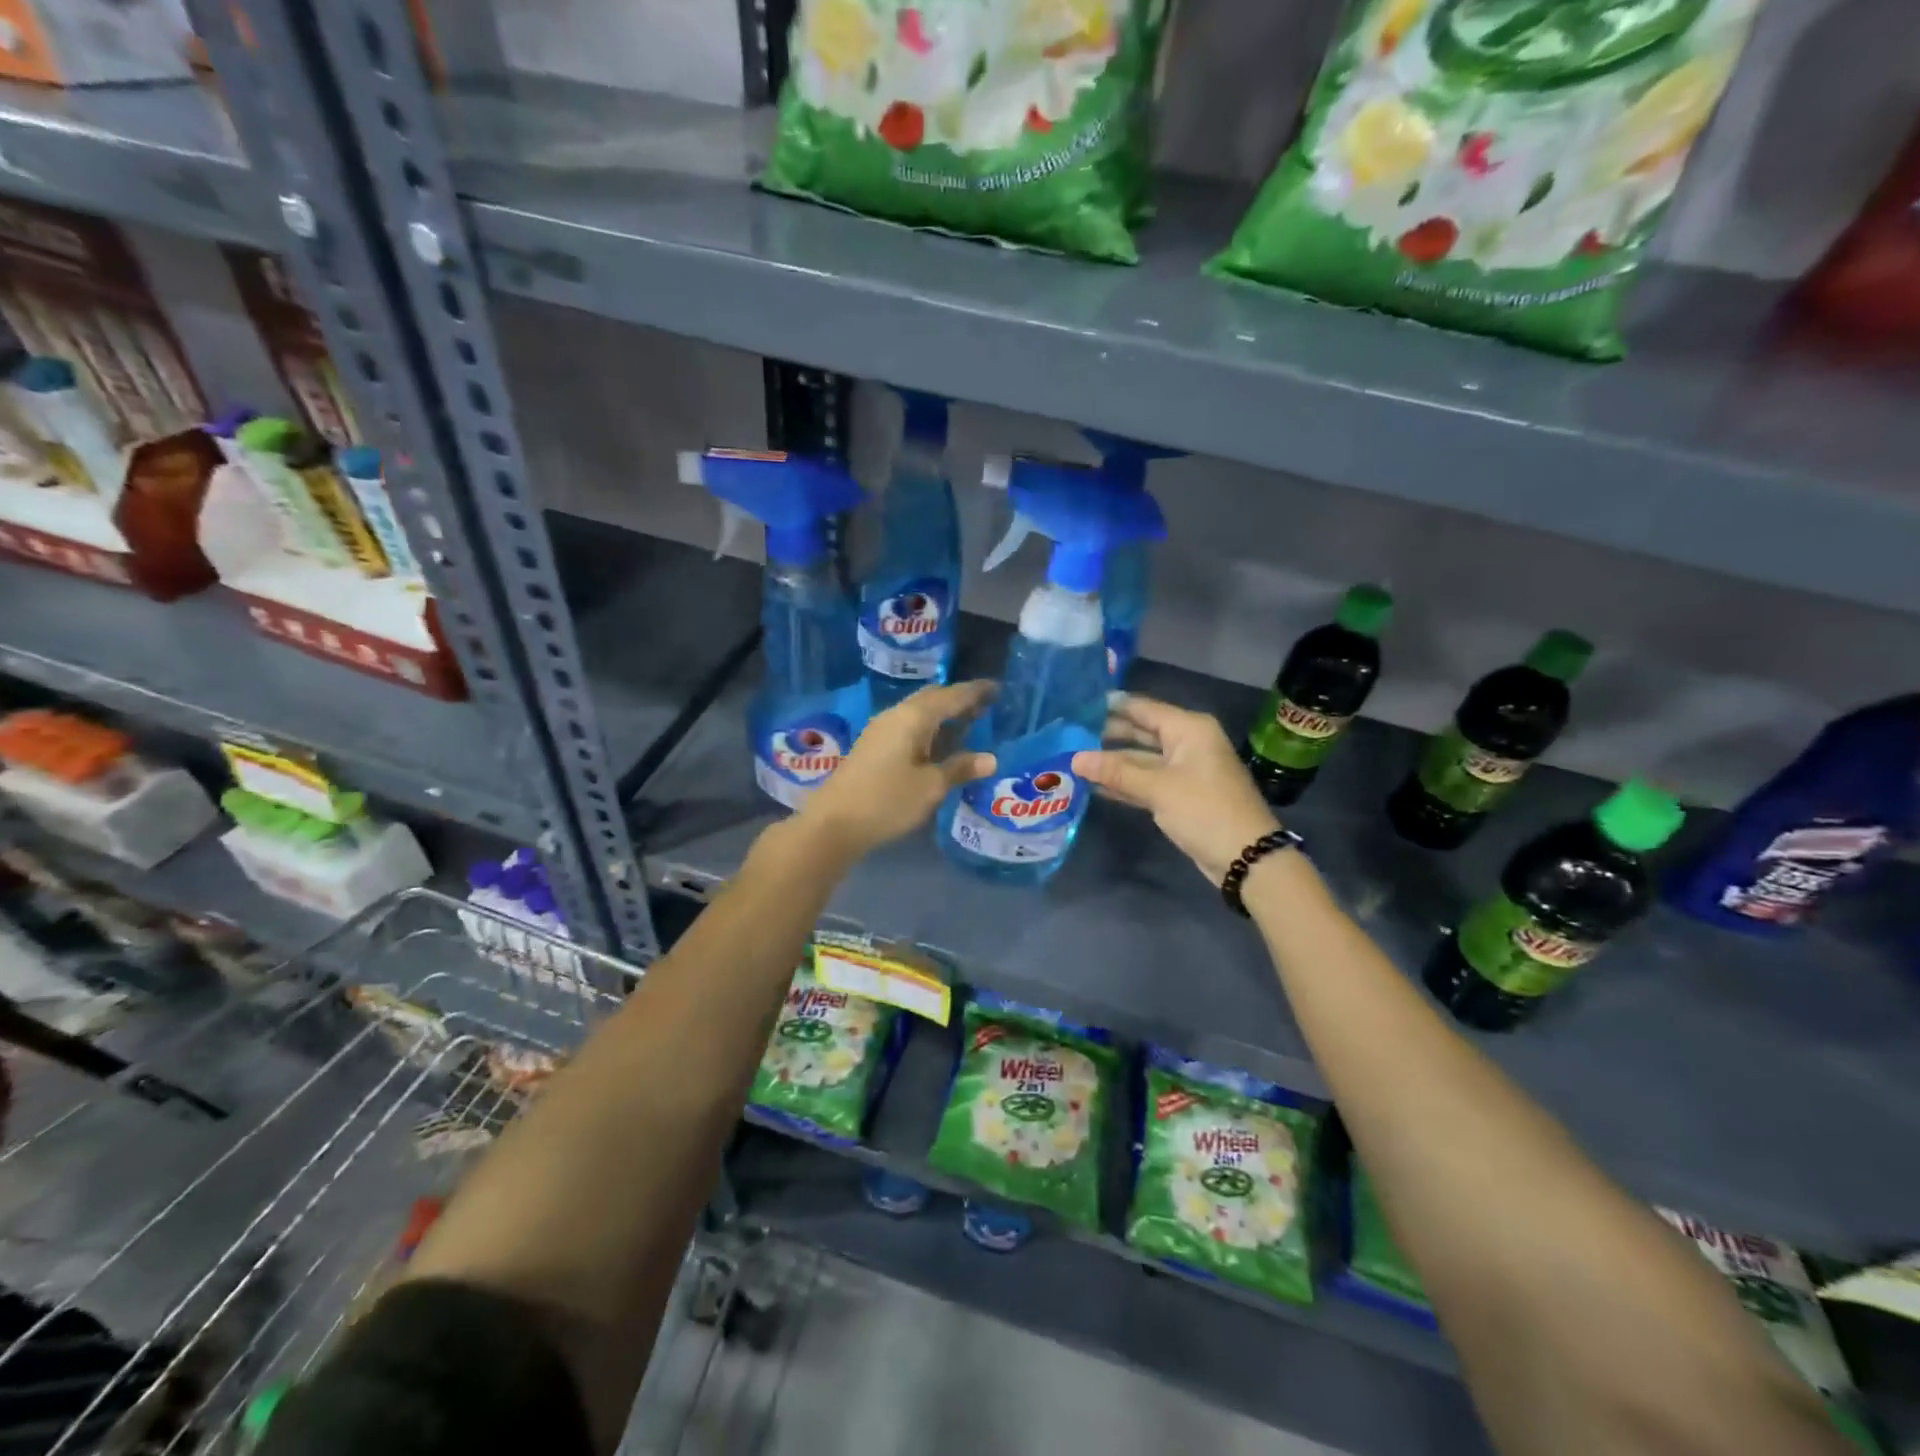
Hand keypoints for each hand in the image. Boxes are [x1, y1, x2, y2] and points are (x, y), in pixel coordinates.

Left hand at [796, 680, 996, 861]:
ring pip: (918, 712)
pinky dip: (928, 729)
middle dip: (958, 700)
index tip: (997, 688)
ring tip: (967, 725)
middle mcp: (896, 715)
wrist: (833, 822)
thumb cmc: (887, 801)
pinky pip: (908, 726)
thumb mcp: (930, 787)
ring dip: (942, 715)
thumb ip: (960, 768)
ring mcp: (881, 730)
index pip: (952, 696)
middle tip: (984, 708)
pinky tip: (938, 745)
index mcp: (913, 717)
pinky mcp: (873, 747)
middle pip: (932, 698)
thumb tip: (990, 759)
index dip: (975, 692)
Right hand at [1072, 693, 1280, 886]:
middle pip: (1140, 732)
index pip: (1143, 708)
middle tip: (1067, 735)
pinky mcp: (1179, 794)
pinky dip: (1124, 782)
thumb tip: (1075, 759)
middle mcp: (1187, 743)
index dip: (1111, 706)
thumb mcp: (1158, 788)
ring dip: (1111, 762)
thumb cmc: (1205, 811)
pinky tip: (1094, 785)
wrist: (1246, 858)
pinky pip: (1146, 780)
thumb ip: (1116, 771)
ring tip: (1073, 759)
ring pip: (1140, 759)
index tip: (1076, 705)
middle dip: (1106, 735)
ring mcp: (1183, 770)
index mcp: (1188, 729)